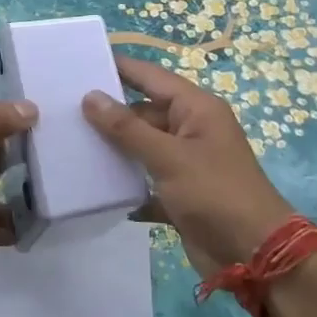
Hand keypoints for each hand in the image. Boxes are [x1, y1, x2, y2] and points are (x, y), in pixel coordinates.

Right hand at [82, 55, 295, 276]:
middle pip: (143, 112)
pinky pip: (144, 179)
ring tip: (68, 142)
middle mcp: (191, 130)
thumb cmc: (216, 194)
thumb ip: (127, 127)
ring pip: (141, 146)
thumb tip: (90, 96)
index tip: (81, 60)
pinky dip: (124, 183)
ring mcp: (185, 163)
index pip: (151, 77)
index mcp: (196, 109)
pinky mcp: (178, 194)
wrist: (254, 256)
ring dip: (113, 148)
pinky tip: (92, 185)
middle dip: (108, 112)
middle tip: (62, 108)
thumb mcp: (169, 157)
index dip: (119, 67)